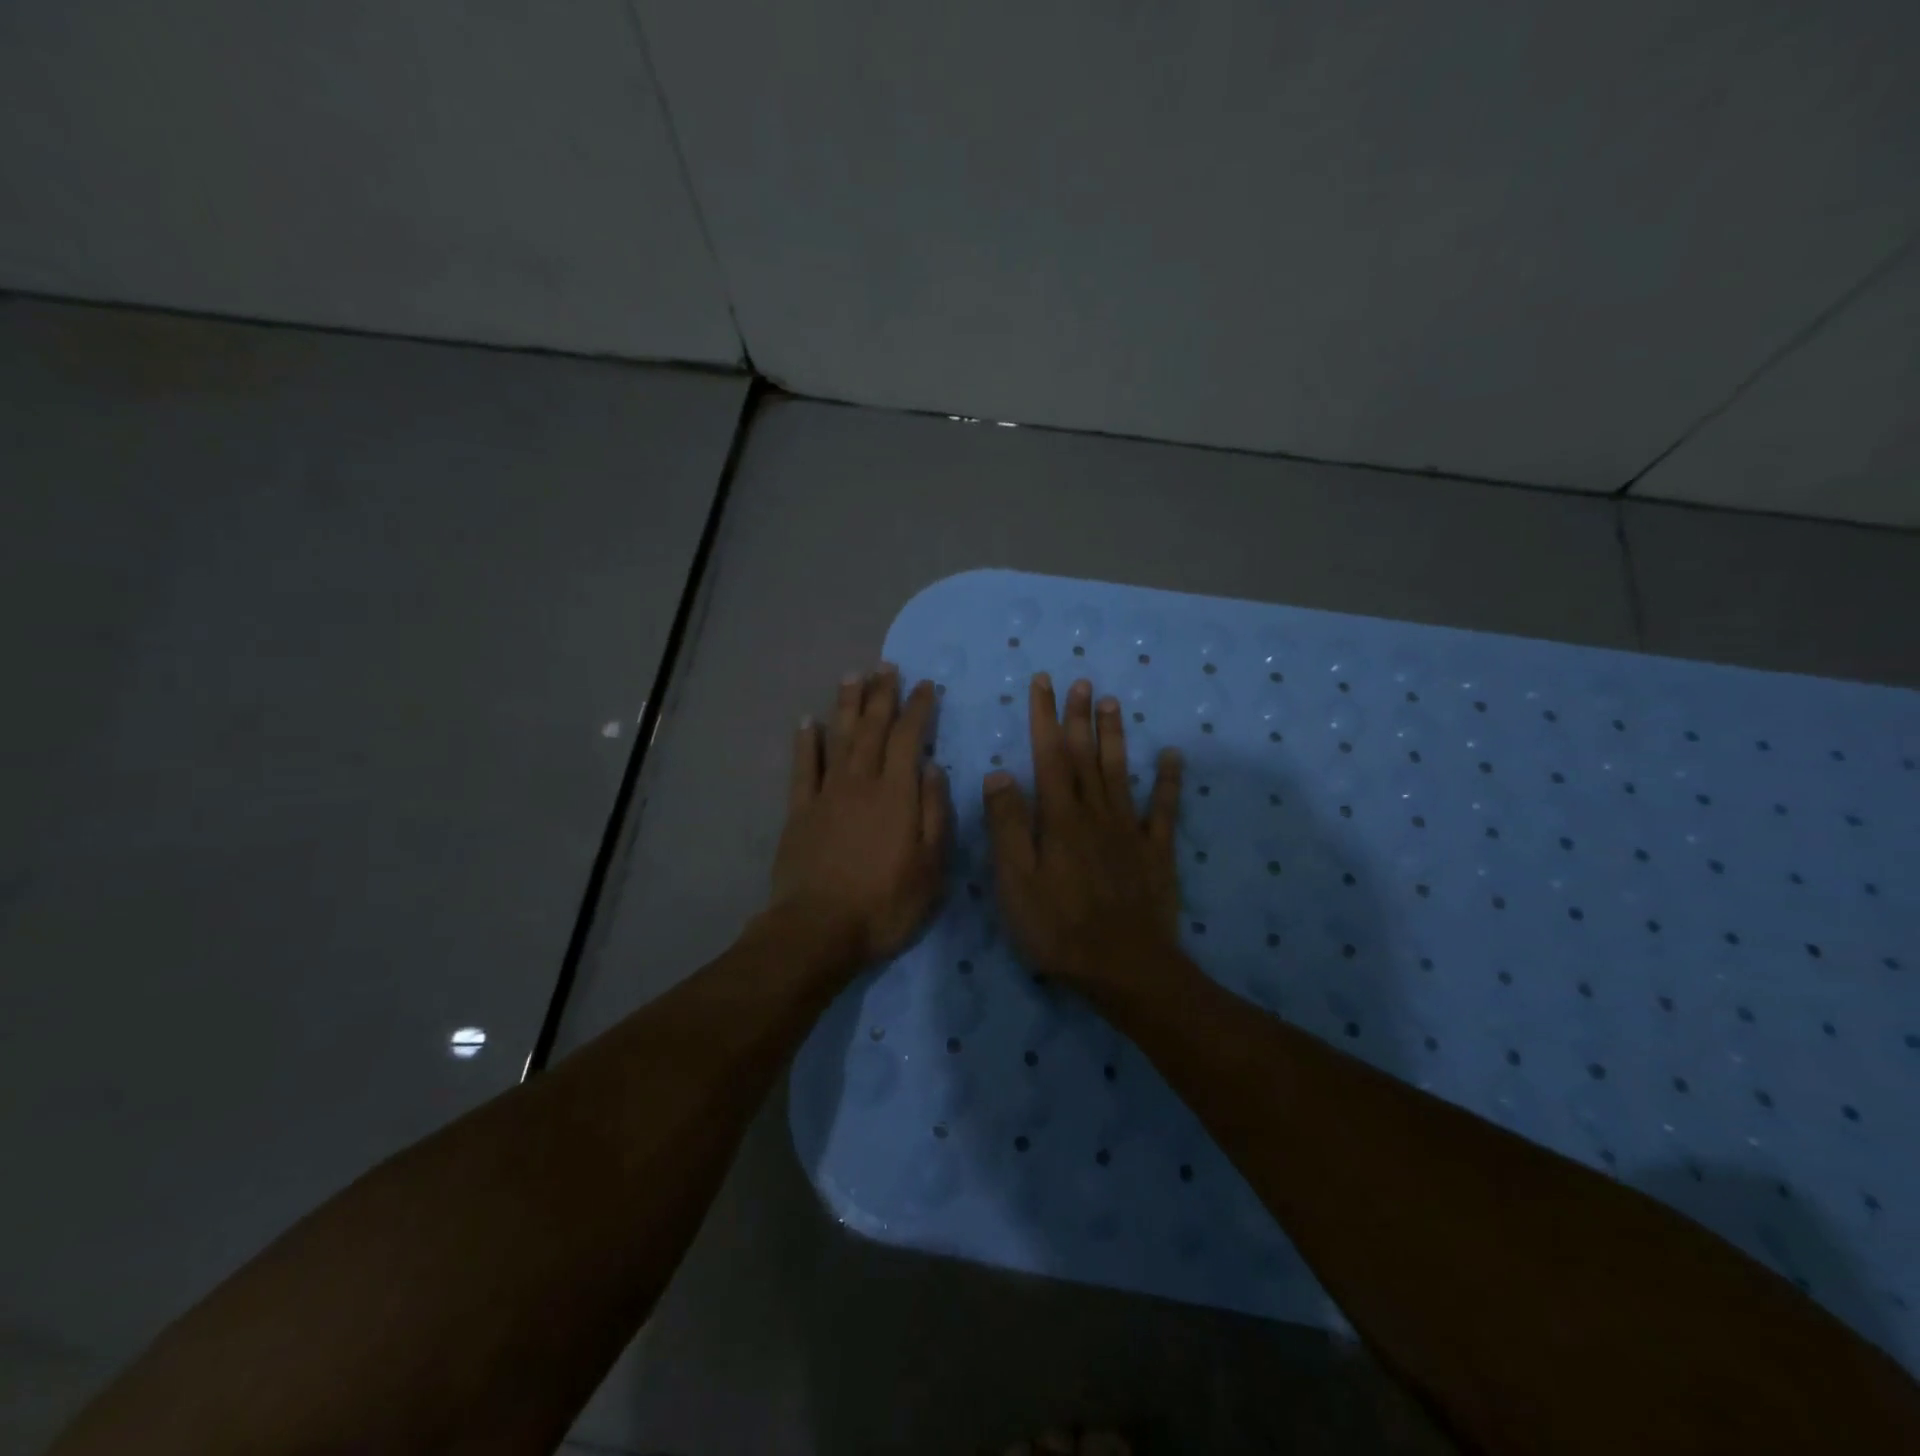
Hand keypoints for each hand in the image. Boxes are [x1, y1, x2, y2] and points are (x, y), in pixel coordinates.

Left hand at [769, 666, 951, 969]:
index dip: (919, 709)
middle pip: (872, 729)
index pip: (910, 738)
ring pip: (839, 738)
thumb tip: (934, 767)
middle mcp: (861, 783)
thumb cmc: (885, 903)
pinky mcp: (799, 811)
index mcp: (897, 794)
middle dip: (882, 695)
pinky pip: (802, 768)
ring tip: (853, 676)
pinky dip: (806, 742)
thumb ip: (934, 813)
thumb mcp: (931, 867)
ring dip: (847, 706)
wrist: (819, 930)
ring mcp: (826, 794)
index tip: (926, 685)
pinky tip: (807, 721)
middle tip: (886, 667)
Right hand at [982, 674, 1182, 992]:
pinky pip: (1164, 809)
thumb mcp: (1016, 881)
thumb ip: (1008, 825)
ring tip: (1113, 703)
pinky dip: (1169, 780)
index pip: (1049, 755)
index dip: (1045, 717)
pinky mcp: (1157, 852)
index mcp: (1059, 818)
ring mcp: (1130, 830)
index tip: (1043, 683)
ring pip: (1120, 772)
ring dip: (1115, 736)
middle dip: (1080, 717)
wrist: (1125, 967)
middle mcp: (1096, 813)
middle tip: (1081, 681)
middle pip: (1086, 755)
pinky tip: (1172, 756)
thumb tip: (999, 773)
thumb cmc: (1058, 928)